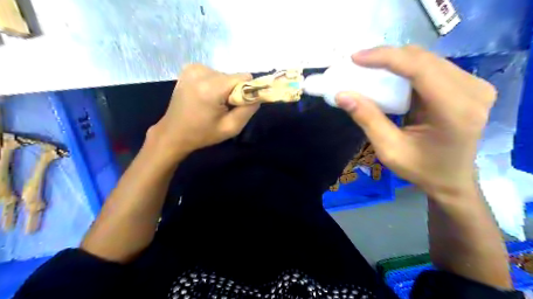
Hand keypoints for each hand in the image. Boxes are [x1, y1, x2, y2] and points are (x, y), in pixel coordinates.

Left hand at [150, 64, 260, 157]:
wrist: (173, 133)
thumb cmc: (203, 134)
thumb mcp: (231, 128)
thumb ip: (249, 109)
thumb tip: (259, 94)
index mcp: (211, 87)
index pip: (244, 78)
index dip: (246, 92)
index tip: (237, 106)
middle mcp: (201, 71)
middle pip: (233, 77)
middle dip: (233, 91)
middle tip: (223, 108)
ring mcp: (193, 68)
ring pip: (224, 75)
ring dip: (224, 89)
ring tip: (212, 104)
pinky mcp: (189, 68)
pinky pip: (214, 74)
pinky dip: (214, 85)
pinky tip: (205, 96)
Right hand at [337, 46, 495, 198]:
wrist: (452, 179)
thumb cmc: (421, 169)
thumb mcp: (389, 149)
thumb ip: (367, 119)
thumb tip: (342, 95)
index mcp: (455, 111)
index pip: (420, 69)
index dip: (386, 58)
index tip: (356, 58)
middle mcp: (473, 91)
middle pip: (423, 59)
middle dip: (387, 58)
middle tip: (358, 65)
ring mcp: (475, 85)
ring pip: (427, 60)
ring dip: (395, 62)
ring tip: (369, 69)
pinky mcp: (468, 85)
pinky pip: (431, 67)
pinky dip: (406, 69)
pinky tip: (389, 76)